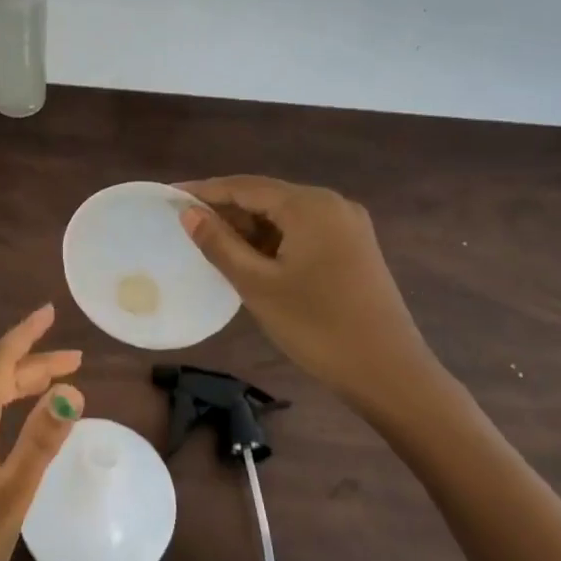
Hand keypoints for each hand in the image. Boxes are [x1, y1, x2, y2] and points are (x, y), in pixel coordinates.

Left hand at [0, 304, 82, 560]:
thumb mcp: (10, 496)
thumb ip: (39, 443)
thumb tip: (72, 392)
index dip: (25, 335)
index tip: (49, 311)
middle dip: (35, 363)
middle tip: (76, 360)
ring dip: (23, 384)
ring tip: (58, 384)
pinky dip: (11, 406)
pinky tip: (23, 422)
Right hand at [177, 176, 441, 415]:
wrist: (389, 373)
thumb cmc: (317, 327)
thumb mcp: (257, 285)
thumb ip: (219, 244)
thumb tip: (189, 215)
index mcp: (310, 206)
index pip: (245, 187)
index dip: (205, 191)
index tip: (170, 195)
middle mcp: (332, 204)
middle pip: (267, 197)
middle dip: (226, 209)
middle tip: (186, 225)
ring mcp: (348, 226)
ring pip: (285, 216)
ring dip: (249, 227)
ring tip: (212, 244)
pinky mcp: (354, 249)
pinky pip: (303, 232)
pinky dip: (273, 240)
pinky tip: (251, 259)